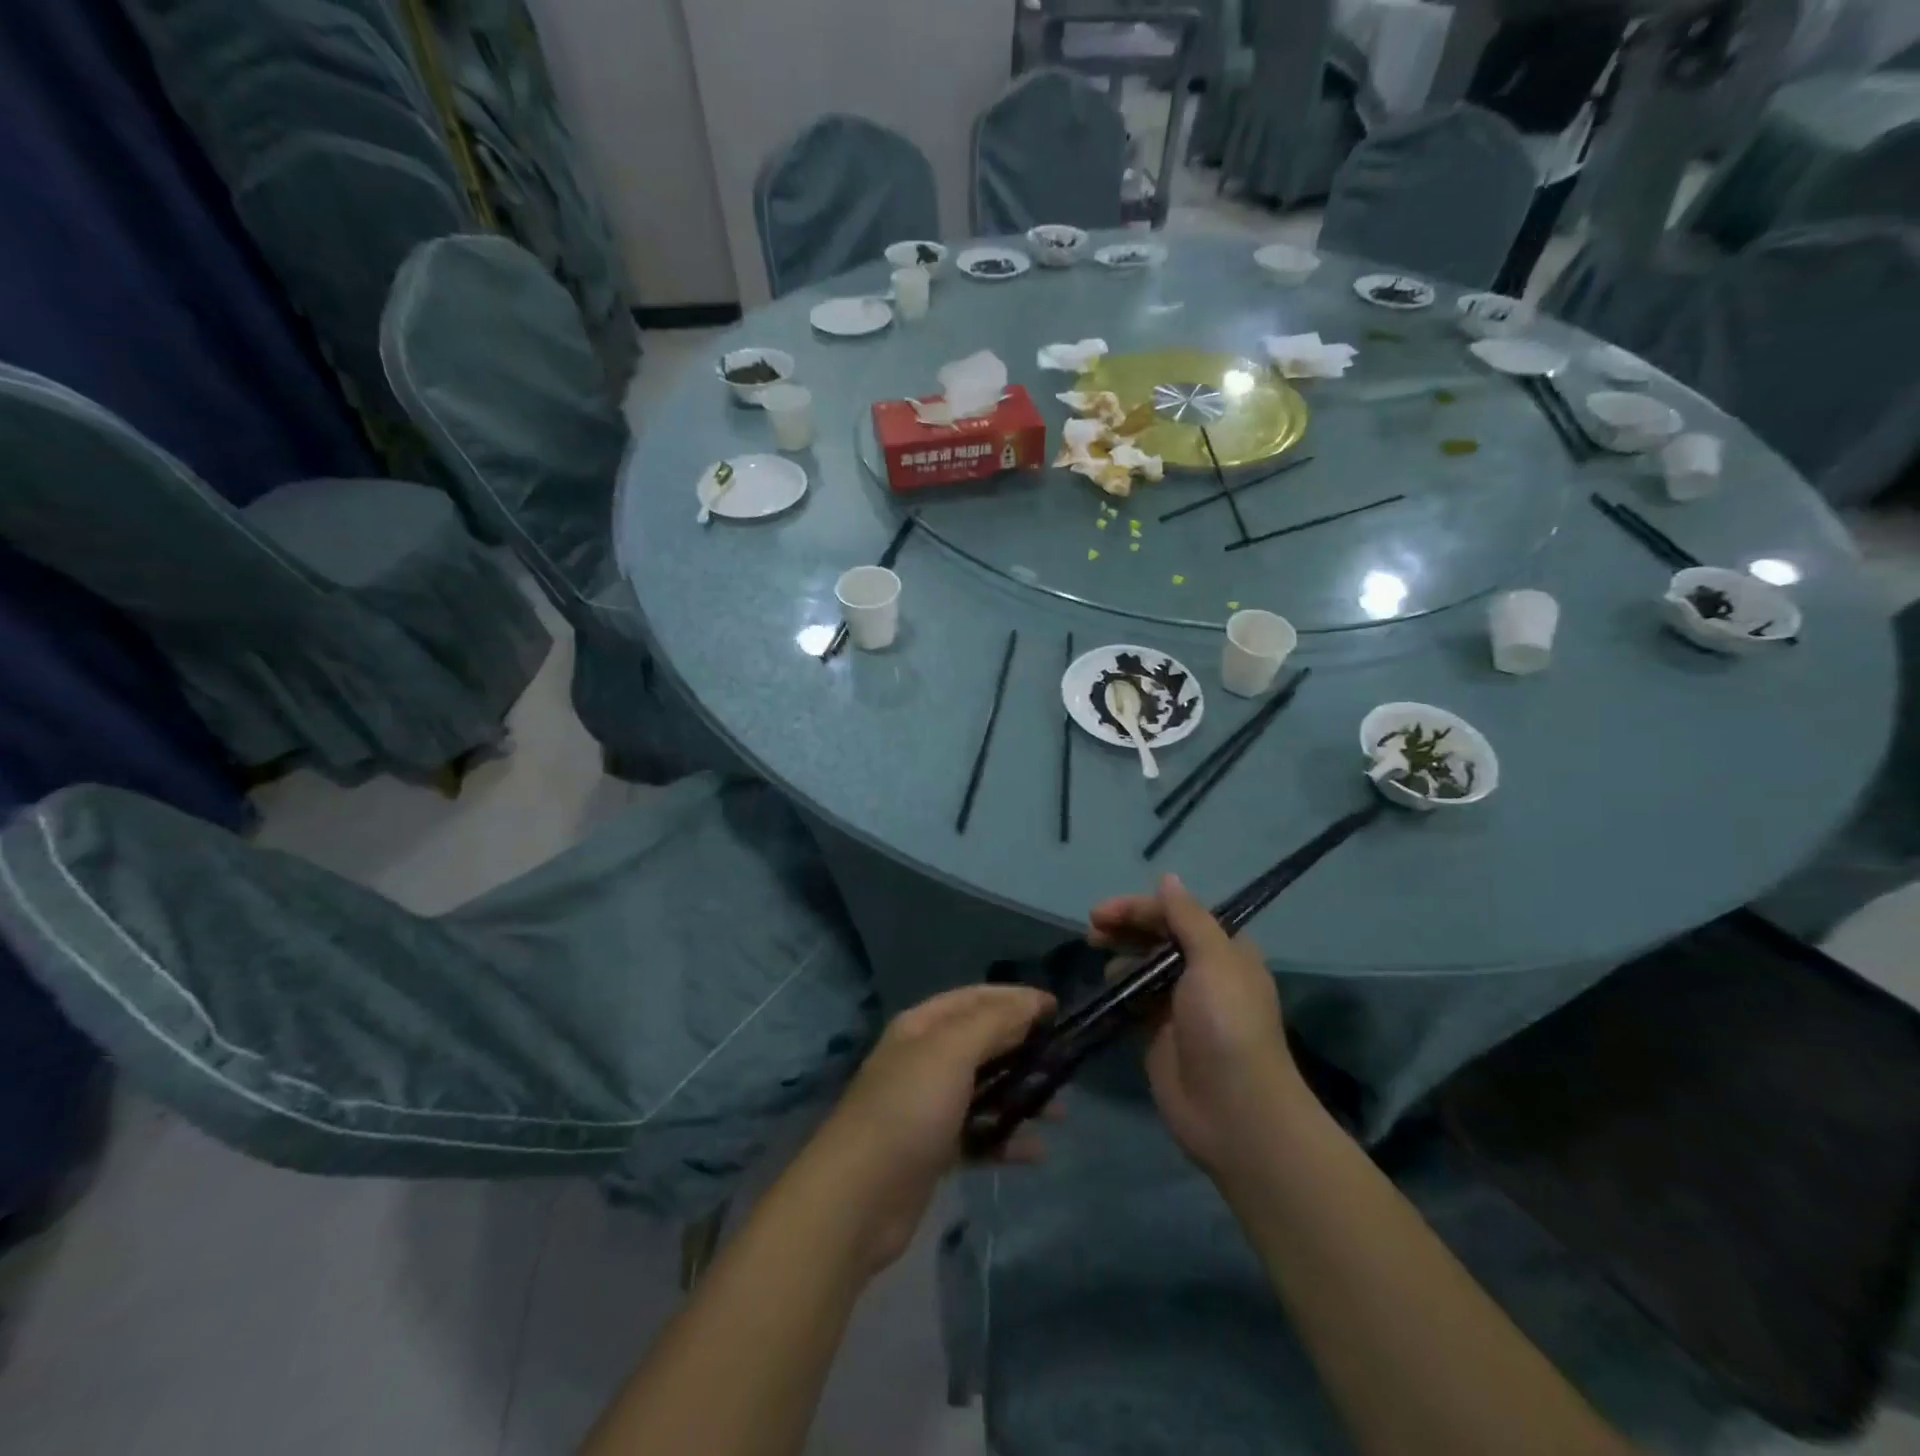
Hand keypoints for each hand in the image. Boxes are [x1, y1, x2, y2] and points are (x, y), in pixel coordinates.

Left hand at [805, 985, 1056, 1273]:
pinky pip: (979, 1134)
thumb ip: (993, 1023)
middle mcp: (924, 1059)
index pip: (975, 998)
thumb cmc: (908, 1110)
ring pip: (984, 1090)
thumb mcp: (951, 1052)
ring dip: (1021, 1096)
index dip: (1015, 999)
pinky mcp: (934, 1150)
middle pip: (982, 1043)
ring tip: (1059, 1111)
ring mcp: (928, 1106)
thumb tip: (1030, 1003)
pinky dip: (1006, 1138)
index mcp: (922, 1027)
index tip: (1057, 1009)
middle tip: (1064, 1061)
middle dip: (1023, 1048)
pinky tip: (1035, 1151)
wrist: (858, 1198)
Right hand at [1089, 874, 1307, 1173]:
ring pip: (1142, 966)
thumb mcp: (1214, 960)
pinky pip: (1133, 1000)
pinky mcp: (1158, 1034)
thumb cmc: (1227, 1024)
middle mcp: (1202, 973)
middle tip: (1091, 930)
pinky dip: (1116, 988)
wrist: (1234, 1110)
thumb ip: (1188, 918)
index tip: (1102, 913)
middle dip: (1125, 927)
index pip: (1176, 915)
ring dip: (1119, 954)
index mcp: (1224, 951)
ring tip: (1095, 952)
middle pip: (1157, 937)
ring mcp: (1178, 1005)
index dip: (1139, 908)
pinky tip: (1101, 986)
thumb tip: (1168, 877)